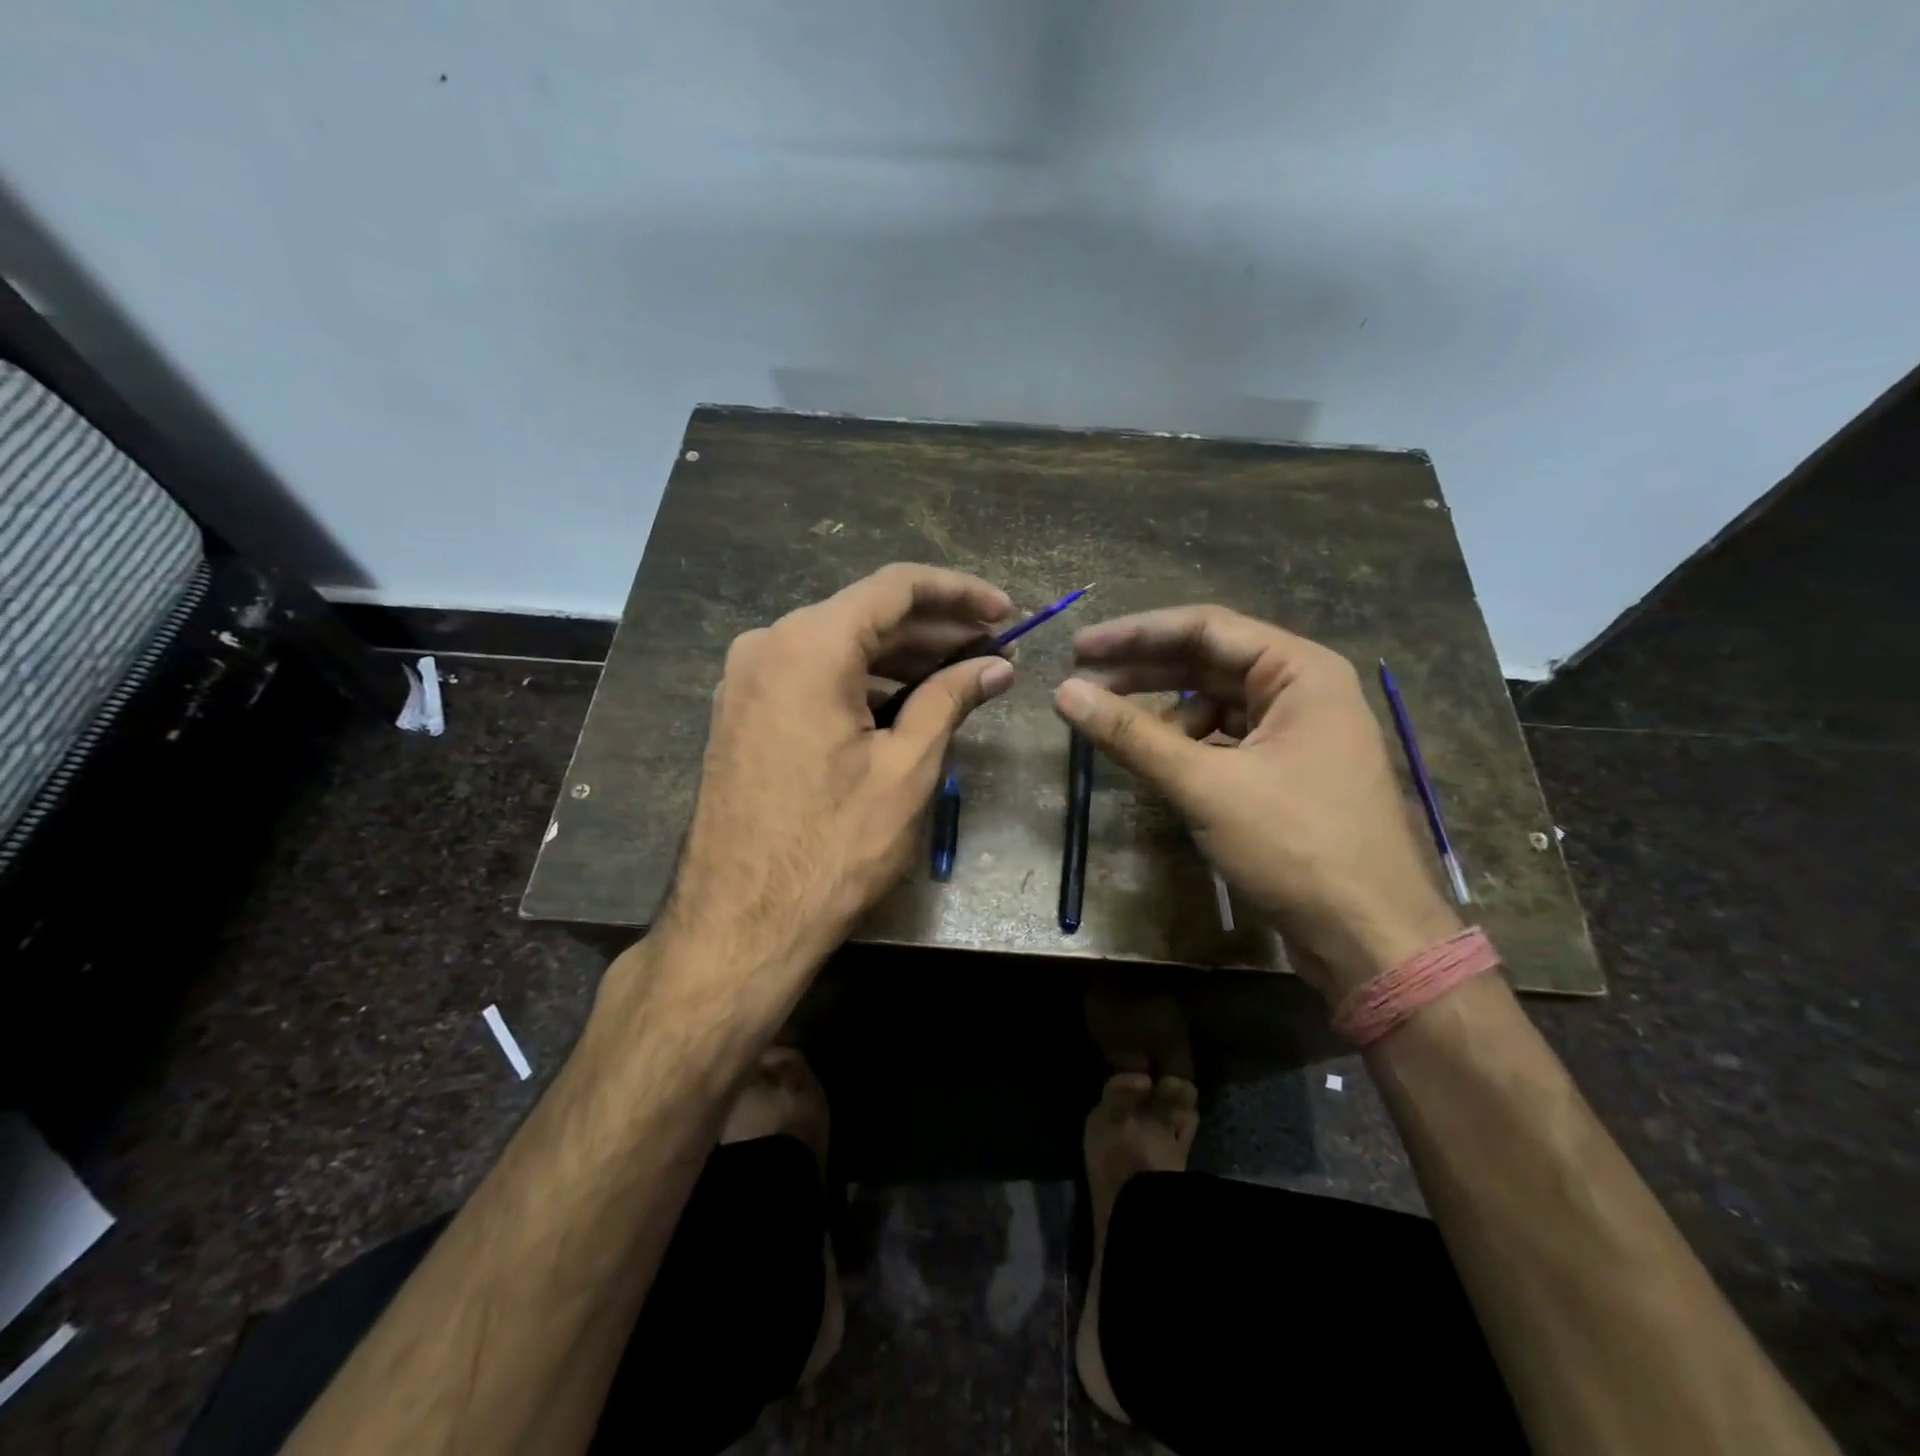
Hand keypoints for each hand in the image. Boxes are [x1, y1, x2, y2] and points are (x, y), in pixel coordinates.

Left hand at [660, 564, 1013, 1001]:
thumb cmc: (833, 846)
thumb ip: (951, 700)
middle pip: (865, 615)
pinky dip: (862, 682)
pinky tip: (906, 701)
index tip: (1006, 612)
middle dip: (934, 628)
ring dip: (900, 657)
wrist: (740, 922)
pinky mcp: (743, 712)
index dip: (959, 593)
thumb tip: (996, 666)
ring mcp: (747, 679)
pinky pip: (812, 676)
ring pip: (838, 647)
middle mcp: (768, 645)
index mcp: (809, 645)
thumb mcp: (906, 769)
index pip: (896, 588)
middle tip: (993, 647)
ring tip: (961, 673)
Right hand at [1053, 606, 1459, 1001]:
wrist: (1370, 938)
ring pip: (1216, 703)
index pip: (1205, 628)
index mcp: (1300, 671)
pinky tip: (1158, 760)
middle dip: (1143, 671)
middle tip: (1080, 680)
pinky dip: (1187, 744)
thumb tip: (1064, 693)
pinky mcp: (1289, 772)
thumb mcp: (1205, 786)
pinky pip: (1226, 740)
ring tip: (1113, 727)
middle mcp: (1303, 690)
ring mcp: (1299, 733)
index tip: (1079, 648)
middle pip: (1208, 662)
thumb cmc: (1296, 848)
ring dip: (1162, 711)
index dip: (1135, 634)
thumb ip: (1131, 734)